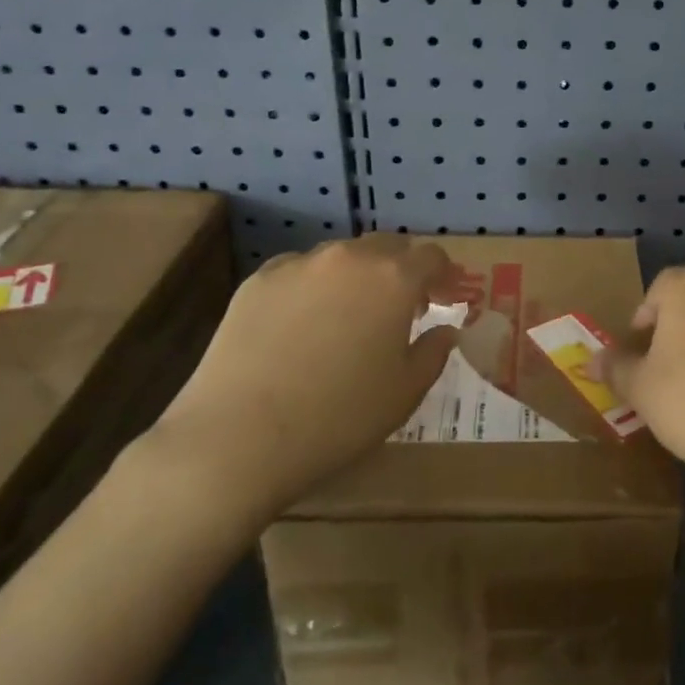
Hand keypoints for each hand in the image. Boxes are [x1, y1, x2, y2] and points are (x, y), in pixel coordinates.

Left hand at [142, 234, 458, 530]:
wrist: (238, 437)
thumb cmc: (339, 417)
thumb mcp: (405, 393)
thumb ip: (434, 352)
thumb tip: (444, 331)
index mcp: (393, 279)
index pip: (431, 257)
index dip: (445, 275)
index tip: (447, 298)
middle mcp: (348, 258)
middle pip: (387, 248)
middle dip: (402, 270)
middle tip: (404, 308)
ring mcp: (299, 265)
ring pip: (342, 257)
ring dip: (358, 276)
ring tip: (351, 315)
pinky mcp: (258, 281)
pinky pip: (300, 272)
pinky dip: (314, 288)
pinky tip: (304, 325)